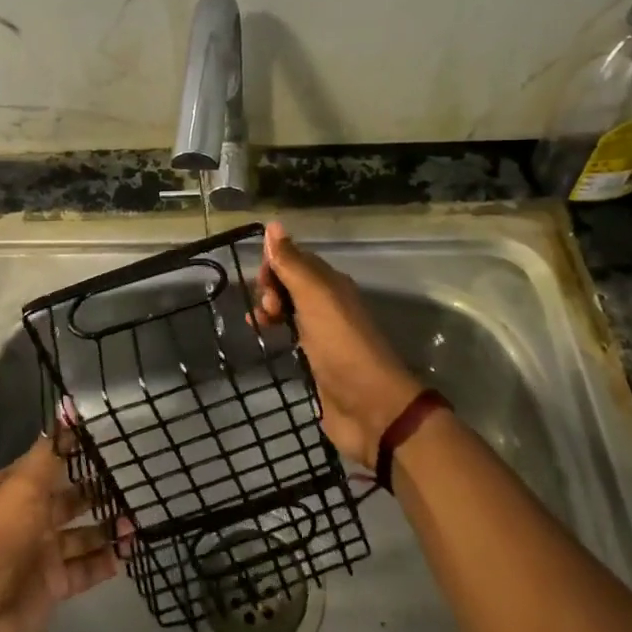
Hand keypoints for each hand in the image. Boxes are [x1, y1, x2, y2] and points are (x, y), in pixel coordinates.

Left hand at [0, 435, 122, 631]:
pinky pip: (85, 568)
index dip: (77, 451)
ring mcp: (41, 553)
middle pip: (69, 498)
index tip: (112, 440)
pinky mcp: (53, 586)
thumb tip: (67, 410)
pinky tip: (128, 551)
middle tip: (134, 480)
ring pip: (82, 534)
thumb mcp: (22, 488)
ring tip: (137, 520)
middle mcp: (28, 517)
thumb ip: (50, 453)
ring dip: (107, 527)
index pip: (50, 462)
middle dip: (98, 490)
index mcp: (14, 489)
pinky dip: (105, 561)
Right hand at [253, 222, 422, 469]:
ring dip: (269, 309)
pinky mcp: (315, 360)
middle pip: (289, 282)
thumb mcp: (315, 297)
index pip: (295, 259)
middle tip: (267, 310)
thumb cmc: (341, 345)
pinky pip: (289, 334)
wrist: (370, 407)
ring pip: (288, 308)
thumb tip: (273, 224)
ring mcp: (322, 332)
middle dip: (270, 288)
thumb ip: (292, 263)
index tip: (263, 283)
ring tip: (261, 325)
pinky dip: (274, 330)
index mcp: (331, 284)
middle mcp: (328, 303)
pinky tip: (264, 337)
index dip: (273, 265)